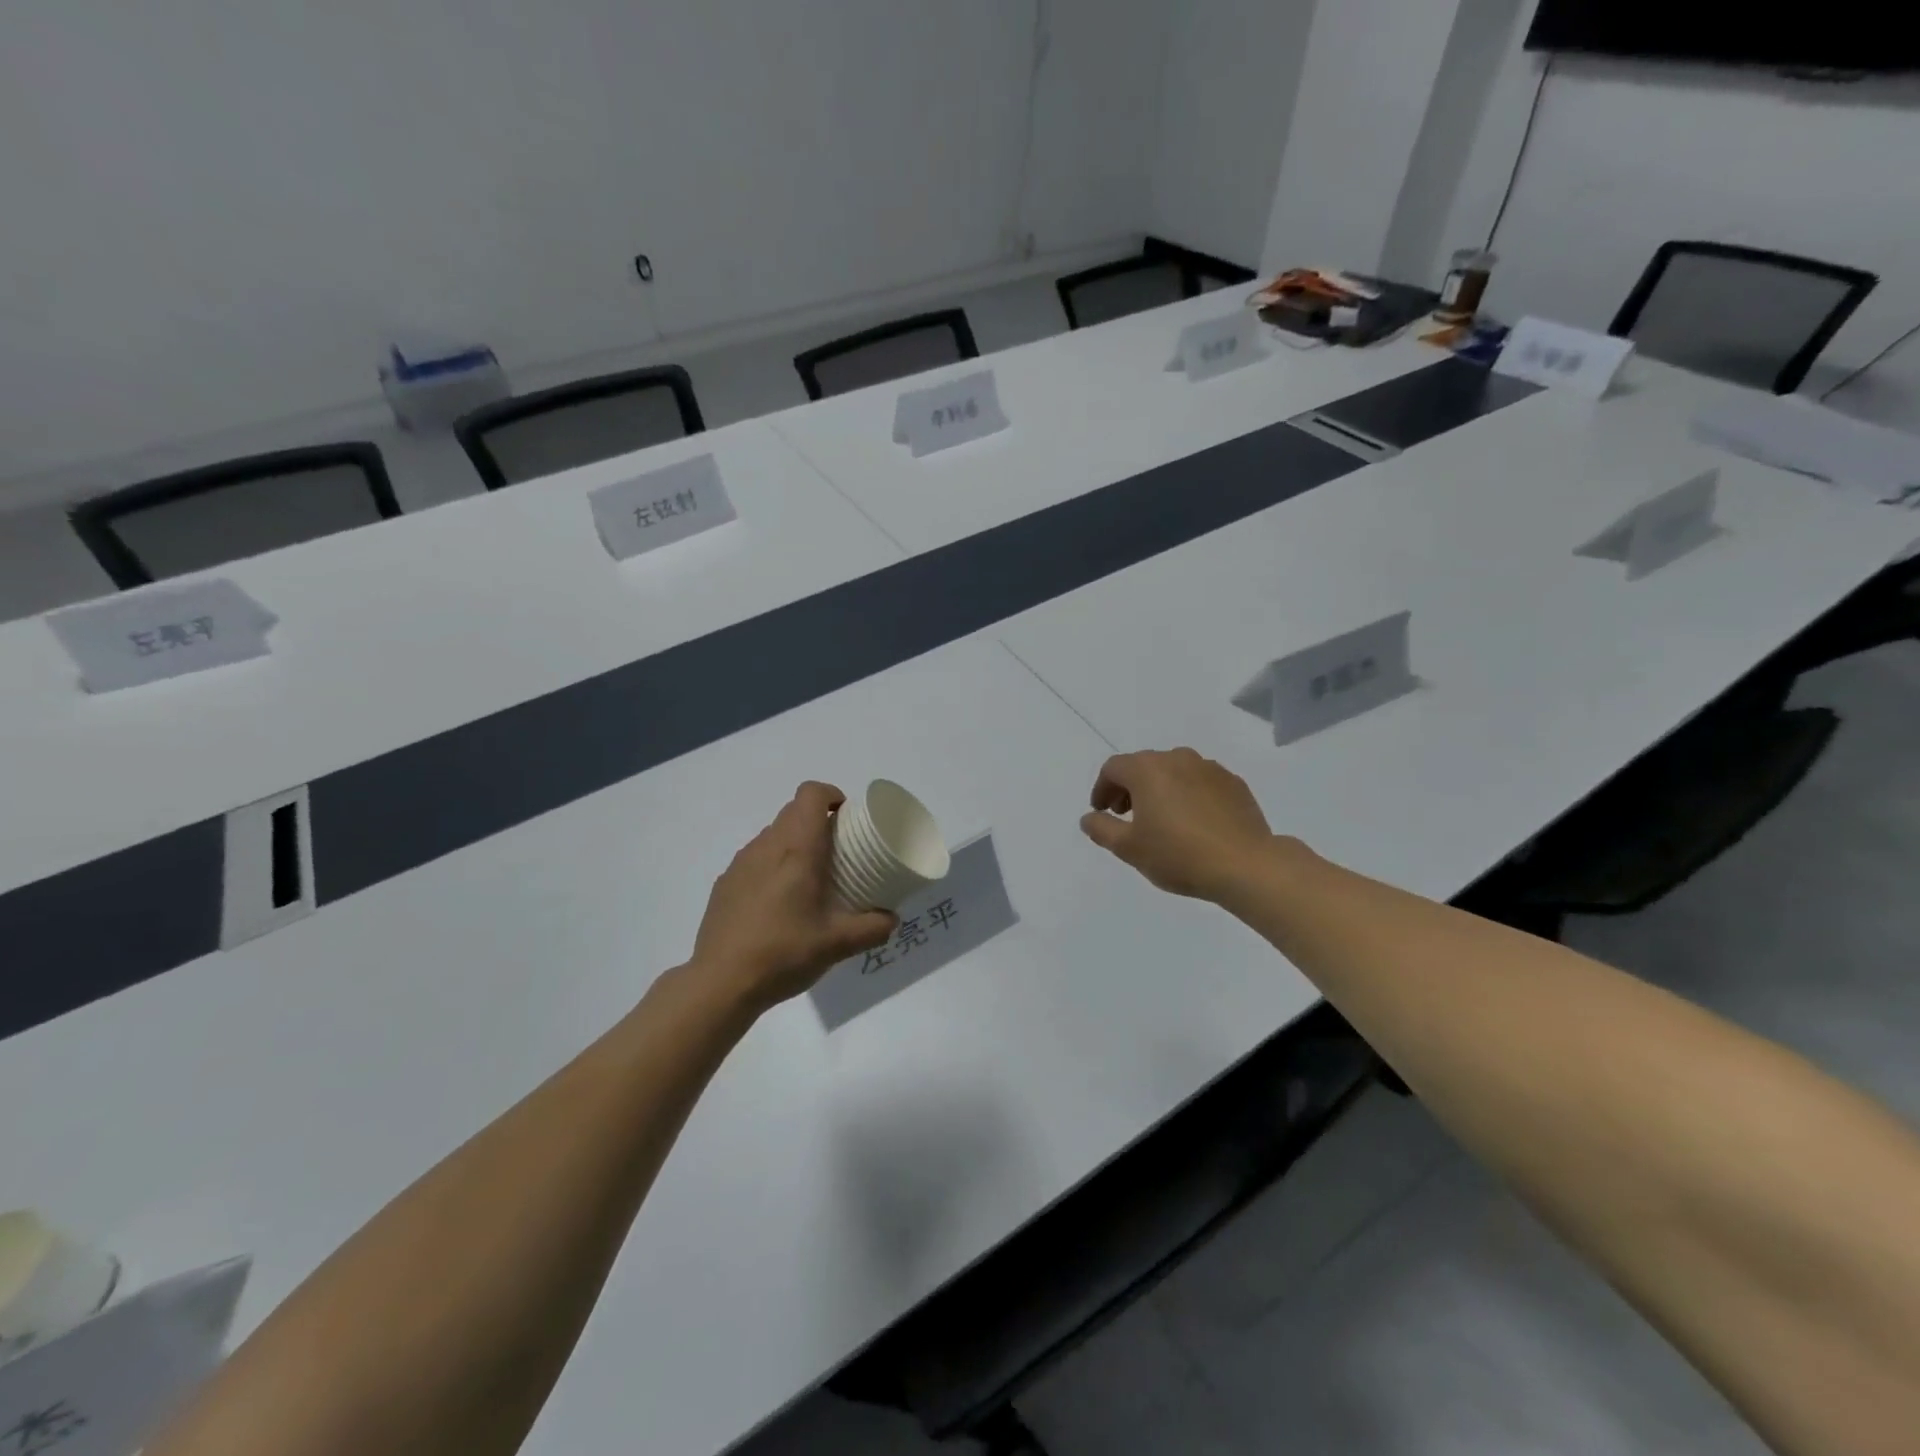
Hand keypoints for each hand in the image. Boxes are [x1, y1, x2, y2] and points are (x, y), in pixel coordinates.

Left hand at [692, 783, 894, 1011]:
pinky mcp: (725, 884)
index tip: (847, 818)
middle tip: (838, 853)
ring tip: (809, 881)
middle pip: (793, 812)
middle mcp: (766, 846)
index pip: (811, 794)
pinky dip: (772, 867)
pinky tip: (778, 905)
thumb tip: (892, 918)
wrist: (720, 983)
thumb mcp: (837, 944)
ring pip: (772, 835)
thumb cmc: (783, 953)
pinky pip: (755, 859)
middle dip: (818, 822)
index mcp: (796, 850)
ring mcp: (740, 864)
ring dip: (794, 844)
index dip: (831, 795)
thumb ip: (872, 927)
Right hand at [1080, 748, 1278, 901]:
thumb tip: (1089, 817)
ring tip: (1162, 820)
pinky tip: (1193, 823)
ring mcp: (1209, 768)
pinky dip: (1188, 794)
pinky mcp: (1234, 783)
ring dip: (1160, 789)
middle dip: (1129, 788)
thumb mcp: (1129, 848)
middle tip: (1127, 816)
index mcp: (1147, 769)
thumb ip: (1102, 829)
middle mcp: (1177, 758)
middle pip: (1143, 765)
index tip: (1102, 812)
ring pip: (1174, 771)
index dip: (1102, 789)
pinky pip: (1200, 782)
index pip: (1113, 768)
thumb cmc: (1179, 855)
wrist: (1246, 865)